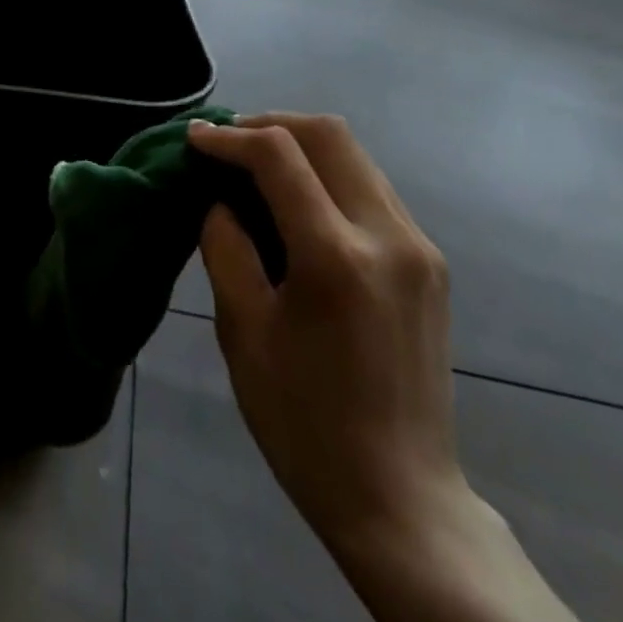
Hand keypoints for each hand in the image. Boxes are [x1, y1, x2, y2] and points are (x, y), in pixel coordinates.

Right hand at [190, 113, 462, 556]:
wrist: (400, 498)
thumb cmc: (303, 420)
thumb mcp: (242, 330)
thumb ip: (225, 245)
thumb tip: (220, 196)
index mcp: (336, 258)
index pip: (278, 155)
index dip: (229, 136)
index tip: (194, 138)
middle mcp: (388, 236)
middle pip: (327, 134)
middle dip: (269, 123)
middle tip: (225, 140)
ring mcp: (418, 247)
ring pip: (354, 154)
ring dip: (300, 144)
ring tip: (253, 162)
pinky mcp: (429, 262)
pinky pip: (370, 187)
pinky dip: (326, 173)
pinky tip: (296, 198)